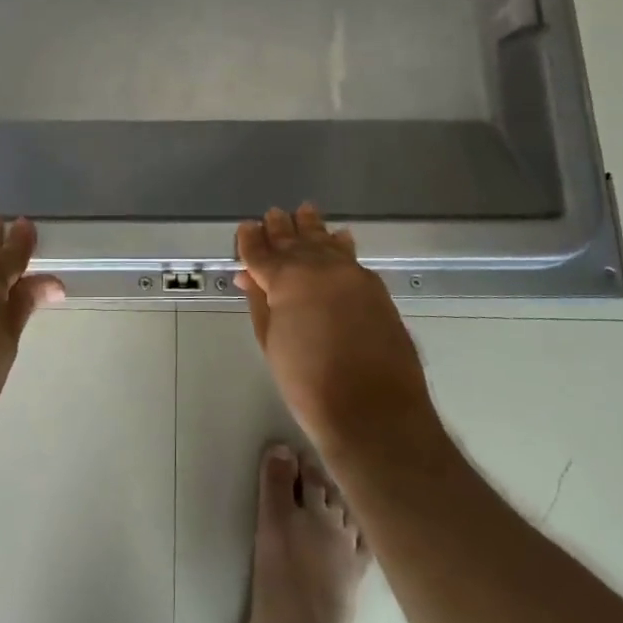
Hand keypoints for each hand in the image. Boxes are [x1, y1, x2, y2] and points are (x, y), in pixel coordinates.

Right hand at [235, 204, 437, 455]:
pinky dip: (340, 244)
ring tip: (304, 211)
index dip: (251, 240)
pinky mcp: (375, 288)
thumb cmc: (309, 383)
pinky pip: (351, 257)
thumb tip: (248, 277)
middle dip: (281, 228)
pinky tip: (339, 237)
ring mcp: (352, 275)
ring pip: (326, 242)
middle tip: (272, 214)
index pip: (262, 252)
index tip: (246, 228)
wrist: (374, 411)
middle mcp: (320, 267)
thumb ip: (260, 303)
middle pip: (295, 240)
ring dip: (312, 228)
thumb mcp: (272, 343)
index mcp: (287, 279)